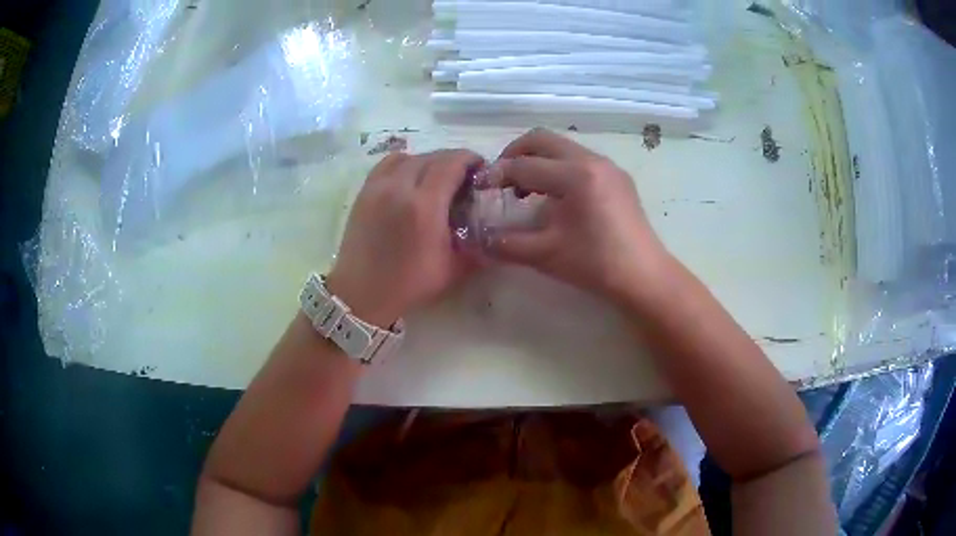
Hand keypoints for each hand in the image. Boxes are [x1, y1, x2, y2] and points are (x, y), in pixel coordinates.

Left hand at [326, 149, 482, 326]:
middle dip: (453, 160)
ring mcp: (378, 187)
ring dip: (429, 160)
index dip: (470, 159)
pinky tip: (410, 178)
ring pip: (409, 157)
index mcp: (424, 205)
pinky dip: (404, 164)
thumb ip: (477, 247)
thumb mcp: (452, 269)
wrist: (361, 293)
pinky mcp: (364, 192)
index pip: (451, 163)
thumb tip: (496, 234)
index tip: (481, 168)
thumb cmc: (409, 284)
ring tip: (436, 176)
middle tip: (464, 175)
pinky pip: (388, 164)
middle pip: (432, 156)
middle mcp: (400, 187)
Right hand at [485, 128, 669, 301]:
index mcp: (575, 175)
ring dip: (537, 160)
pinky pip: (579, 159)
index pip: (524, 165)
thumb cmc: (596, 265)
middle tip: (501, 180)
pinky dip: (558, 167)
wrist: (644, 277)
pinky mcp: (617, 176)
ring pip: (562, 147)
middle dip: (515, 155)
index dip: (496, 175)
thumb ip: (506, 243)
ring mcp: (608, 166)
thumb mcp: (545, 255)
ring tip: (525, 189)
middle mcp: (592, 160)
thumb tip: (477, 237)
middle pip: (542, 140)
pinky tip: (555, 196)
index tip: (479, 187)